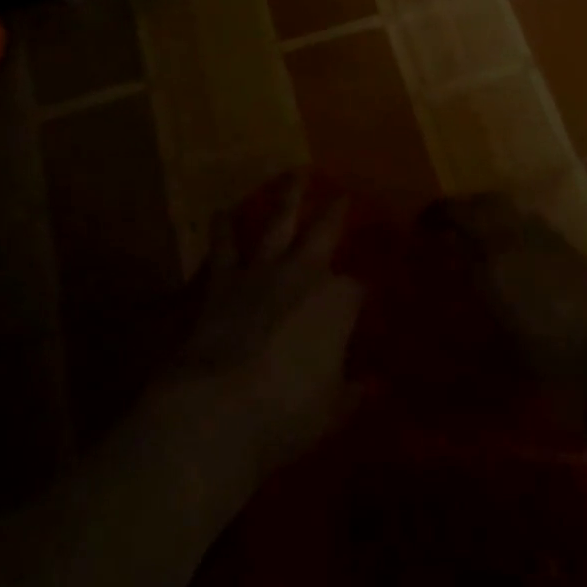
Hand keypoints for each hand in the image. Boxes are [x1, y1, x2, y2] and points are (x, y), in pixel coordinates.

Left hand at [173, 176, 363, 473]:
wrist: (218, 408)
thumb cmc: (287, 412)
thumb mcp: (330, 411)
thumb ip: (350, 393)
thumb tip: (368, 388)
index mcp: (337, 300)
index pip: (358, 288)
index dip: (364, 293)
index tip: (367, 297)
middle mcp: (302, 273)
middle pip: (324, 230)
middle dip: (335, 211)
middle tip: (342, 193)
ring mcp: (260, 271)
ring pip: (276, 222)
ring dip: (285, 197)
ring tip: (291, 173)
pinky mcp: (221, 281)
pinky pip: (223, 246)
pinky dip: (222, 228)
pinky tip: (220, 213)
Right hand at [424, 194, 586, 396]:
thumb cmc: (553, 369)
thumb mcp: (497, 358)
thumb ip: (462, 324)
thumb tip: (430, 316)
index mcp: (497, 257)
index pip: (459, 216)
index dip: (435, 216)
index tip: (418, 227)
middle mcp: (521, 238)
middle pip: (486, 202)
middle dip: (461, 208)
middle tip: (444, 227)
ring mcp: (550, 242)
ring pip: (511, 209)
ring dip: (488, 213)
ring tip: (474, 237)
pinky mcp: (572, 253)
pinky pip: (532, 224)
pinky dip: (512, 227)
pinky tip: (511, 255)